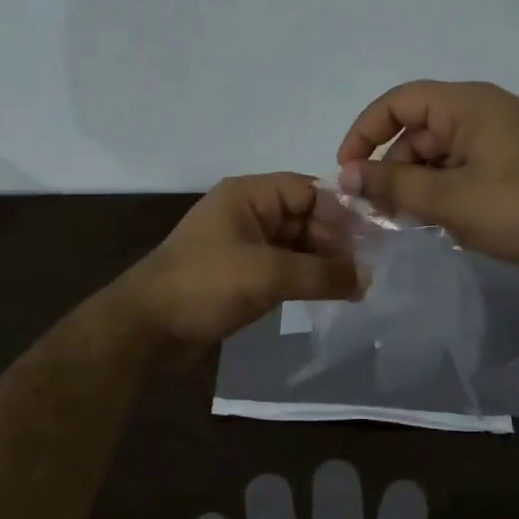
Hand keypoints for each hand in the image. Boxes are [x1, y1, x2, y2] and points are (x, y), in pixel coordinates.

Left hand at [114, 173, 360, 355]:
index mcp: (249, 196)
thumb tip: (367, 280)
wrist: (147, 327)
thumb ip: (321, 274)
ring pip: (295, 245)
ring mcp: (243, 245)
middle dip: (335, 242)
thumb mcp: (268, 275)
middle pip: (304, 217)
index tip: (371, 242)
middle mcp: (247, 213)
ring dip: (322, 263)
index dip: (341, 213)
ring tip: (355, 288)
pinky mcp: (240, 274)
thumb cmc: (206, 285)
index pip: (308, 191)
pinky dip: (303, 279)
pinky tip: (326, 296)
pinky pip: (282, 268)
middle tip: (367, 272)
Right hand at [336, 80, 518, 279]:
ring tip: (408, 222)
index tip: (347, 170)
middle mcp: (481, 112)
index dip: (365, 132)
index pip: (398, 102)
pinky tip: (437, 223)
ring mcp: (498, 138)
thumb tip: (346, 175)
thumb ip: (393, 184)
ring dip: (416, 185)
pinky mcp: (509, 164)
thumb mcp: (448, 199)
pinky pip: (460, 169)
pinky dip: (442, 191)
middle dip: (392, 168)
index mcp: (466, 105)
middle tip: (377, 210)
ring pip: (437, 155)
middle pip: (416, 131)